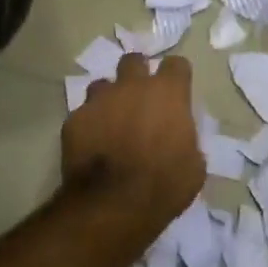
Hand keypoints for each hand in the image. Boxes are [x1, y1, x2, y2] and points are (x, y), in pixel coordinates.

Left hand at [62, 52, 204, 235]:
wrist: (113, 205)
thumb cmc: (164, 186)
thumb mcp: (193, 167)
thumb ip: (187, 140)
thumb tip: (180, 139)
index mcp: (168, 93)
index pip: (176, 64)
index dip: (177, 77)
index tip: (177, 92)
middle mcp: (132, 87)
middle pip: (133, 61)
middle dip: (137, 74)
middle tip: (140, 99)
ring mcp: (99, 100)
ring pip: (103, 85)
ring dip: (109, 98)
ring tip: (112, 121)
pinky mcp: (74, 119)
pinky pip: (83, 113)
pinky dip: (89, 125)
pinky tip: (92, 145)